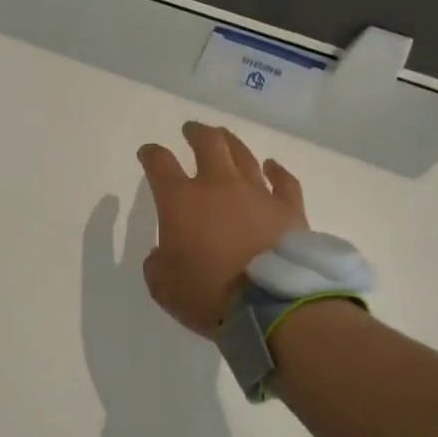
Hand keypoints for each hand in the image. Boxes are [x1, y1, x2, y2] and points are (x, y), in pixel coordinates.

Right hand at [137, 122, 307, 338]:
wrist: (270, 306)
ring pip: (243, 155)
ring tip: (224, 137)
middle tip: (190, 130)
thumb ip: (157, 264)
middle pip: (207, 143)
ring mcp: (257, 193)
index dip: (151, 154)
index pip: (159, 163)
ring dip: (230, 142)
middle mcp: (218, 186)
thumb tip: (162, 254)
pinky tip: (272, 166)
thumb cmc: (207, 294)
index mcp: (180, 200)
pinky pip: (283, 181)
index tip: (148, 153)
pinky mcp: (289, 209)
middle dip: (195, 132)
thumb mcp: (162, 286)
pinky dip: (276, 171)